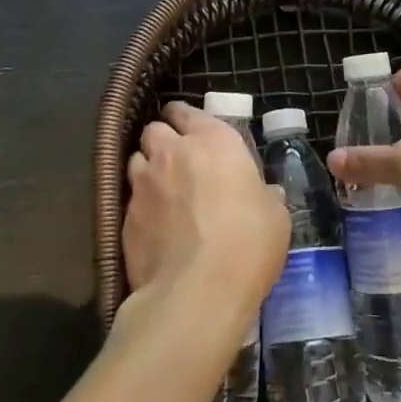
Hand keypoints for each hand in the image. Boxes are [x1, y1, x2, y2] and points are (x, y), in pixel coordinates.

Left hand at [122, 102, 287, 341]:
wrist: (198, 290)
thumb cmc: (248, 242)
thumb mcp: (275, 215)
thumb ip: (263, 195)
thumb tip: (264, 194)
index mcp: (213, 141)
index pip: (187, 111)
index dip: (186, 118)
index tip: (191, 129)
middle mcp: (172, 152)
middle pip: (154, 130)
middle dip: (163, 139)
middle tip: (177, 159)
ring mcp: (143, 184)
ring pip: (136, 159)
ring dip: (148, 168)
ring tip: (162, 189)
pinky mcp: (125, 217)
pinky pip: (130, 198)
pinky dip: (141, 204)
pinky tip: (154, 224)